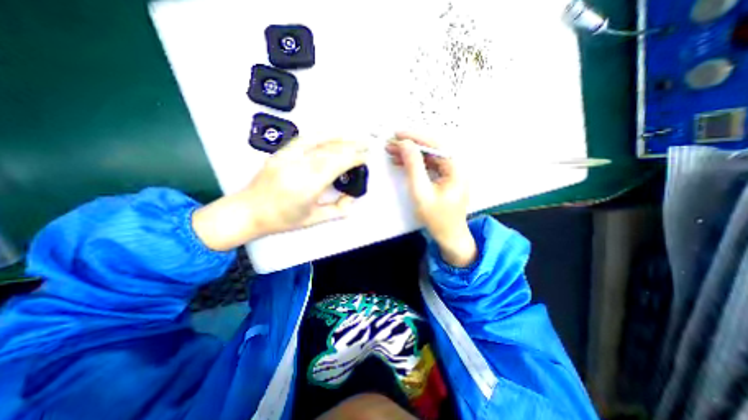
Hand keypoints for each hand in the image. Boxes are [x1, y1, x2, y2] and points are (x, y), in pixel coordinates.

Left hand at [193, 138, 366, 249]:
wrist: (248, 211)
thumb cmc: (282, 219)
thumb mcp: (314, 219)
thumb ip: (338, 209)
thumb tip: (352, 197)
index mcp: (307, 186)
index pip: (336, 165)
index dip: (353, 158)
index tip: (365, 158)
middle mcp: (297, 167)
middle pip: (330, 150)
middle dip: (351, 145)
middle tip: (366, 144)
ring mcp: (287, 157)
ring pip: (318, 140)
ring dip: (339, 136)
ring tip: (354, 135)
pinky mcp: (280, 152)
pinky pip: (304, 138)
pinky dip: (321, 134)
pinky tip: (331, 133)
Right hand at [388, 133, 475, 267]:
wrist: (449, 236)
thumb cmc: (437, 218)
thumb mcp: (421, 192)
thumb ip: (413, 167)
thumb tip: (406, 145)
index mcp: (456, 168)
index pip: (435, 145)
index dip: (415, 137)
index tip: (398, 134)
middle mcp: (456, 167)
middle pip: (431, 149)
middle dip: (410, 146)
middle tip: (391, 144)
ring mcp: (451, 173)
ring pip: (429, 157)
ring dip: (411, 154)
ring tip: (393, 152)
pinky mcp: (445, 178)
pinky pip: (429, 166)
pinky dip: (416, 164)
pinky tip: (402, 162)